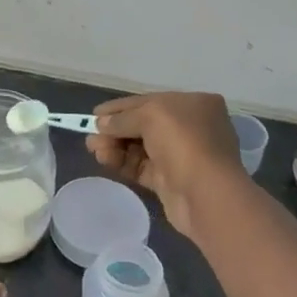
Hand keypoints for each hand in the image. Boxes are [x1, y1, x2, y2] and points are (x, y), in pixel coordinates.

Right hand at [87, 91, 249, 238]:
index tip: (95, 113)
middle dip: (115, 129)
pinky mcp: (171, 180)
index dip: (121, 107)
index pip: (150, 101)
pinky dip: (122, 162)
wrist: (206, 194)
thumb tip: (101, 123)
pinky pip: (141, 167)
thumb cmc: (183, 141)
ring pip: (140, 146)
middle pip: (143, 124)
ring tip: (93, 149)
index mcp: (194, 104)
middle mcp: (190, 127)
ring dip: (115, 145)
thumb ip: (122, 118)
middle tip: (90, 135)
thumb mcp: (150, 115)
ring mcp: (181, 155)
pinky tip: (104, 160)